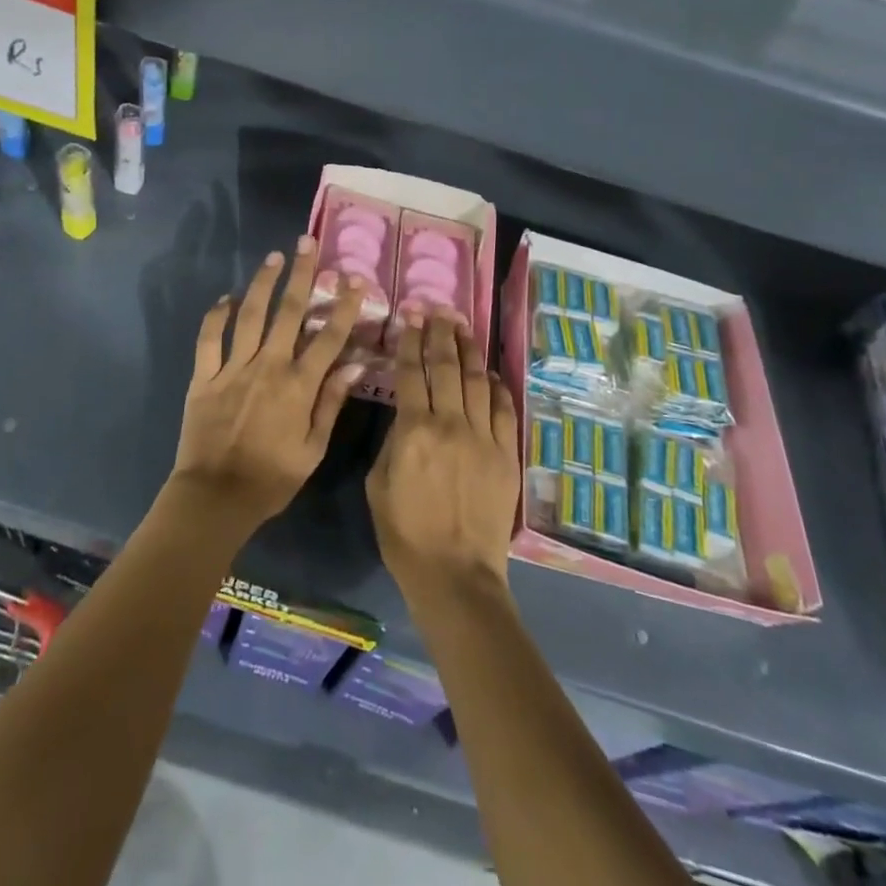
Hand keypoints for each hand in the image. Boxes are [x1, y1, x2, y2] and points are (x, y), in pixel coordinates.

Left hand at [173, 237, 368, 530]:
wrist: (215, 497)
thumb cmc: (271, 479)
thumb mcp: (313, 449)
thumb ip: (332, 403)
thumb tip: (356, 364)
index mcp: (298, 385)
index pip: (328, 336)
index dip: (343, 305)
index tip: (354, 278)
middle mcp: (268, 366)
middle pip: (288, 312)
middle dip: (301, 275)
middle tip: (307, 244)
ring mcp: (233, 368)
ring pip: (249, 315)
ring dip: (262, 283)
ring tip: (273, 257)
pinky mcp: (204, 377)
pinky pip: (209, 339)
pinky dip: (216, 316)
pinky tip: (225, 298)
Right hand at [367, 312, 520, 601]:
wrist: (455, 575)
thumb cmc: (405, 534)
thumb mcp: (378, 484)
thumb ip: (392, 441)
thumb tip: (406, 414)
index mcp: (414, 430)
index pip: (413, 372)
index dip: (411, 340)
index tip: (411, 316)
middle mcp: (451, 424)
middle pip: (448, 367)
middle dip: (442, 334)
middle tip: (440, 310)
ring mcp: (484, 437)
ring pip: (478, 381)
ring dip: (470, 351)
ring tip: (463, 327)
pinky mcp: (507, 455)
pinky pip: (505, 410)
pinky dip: (498, 386)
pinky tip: (491, 372)